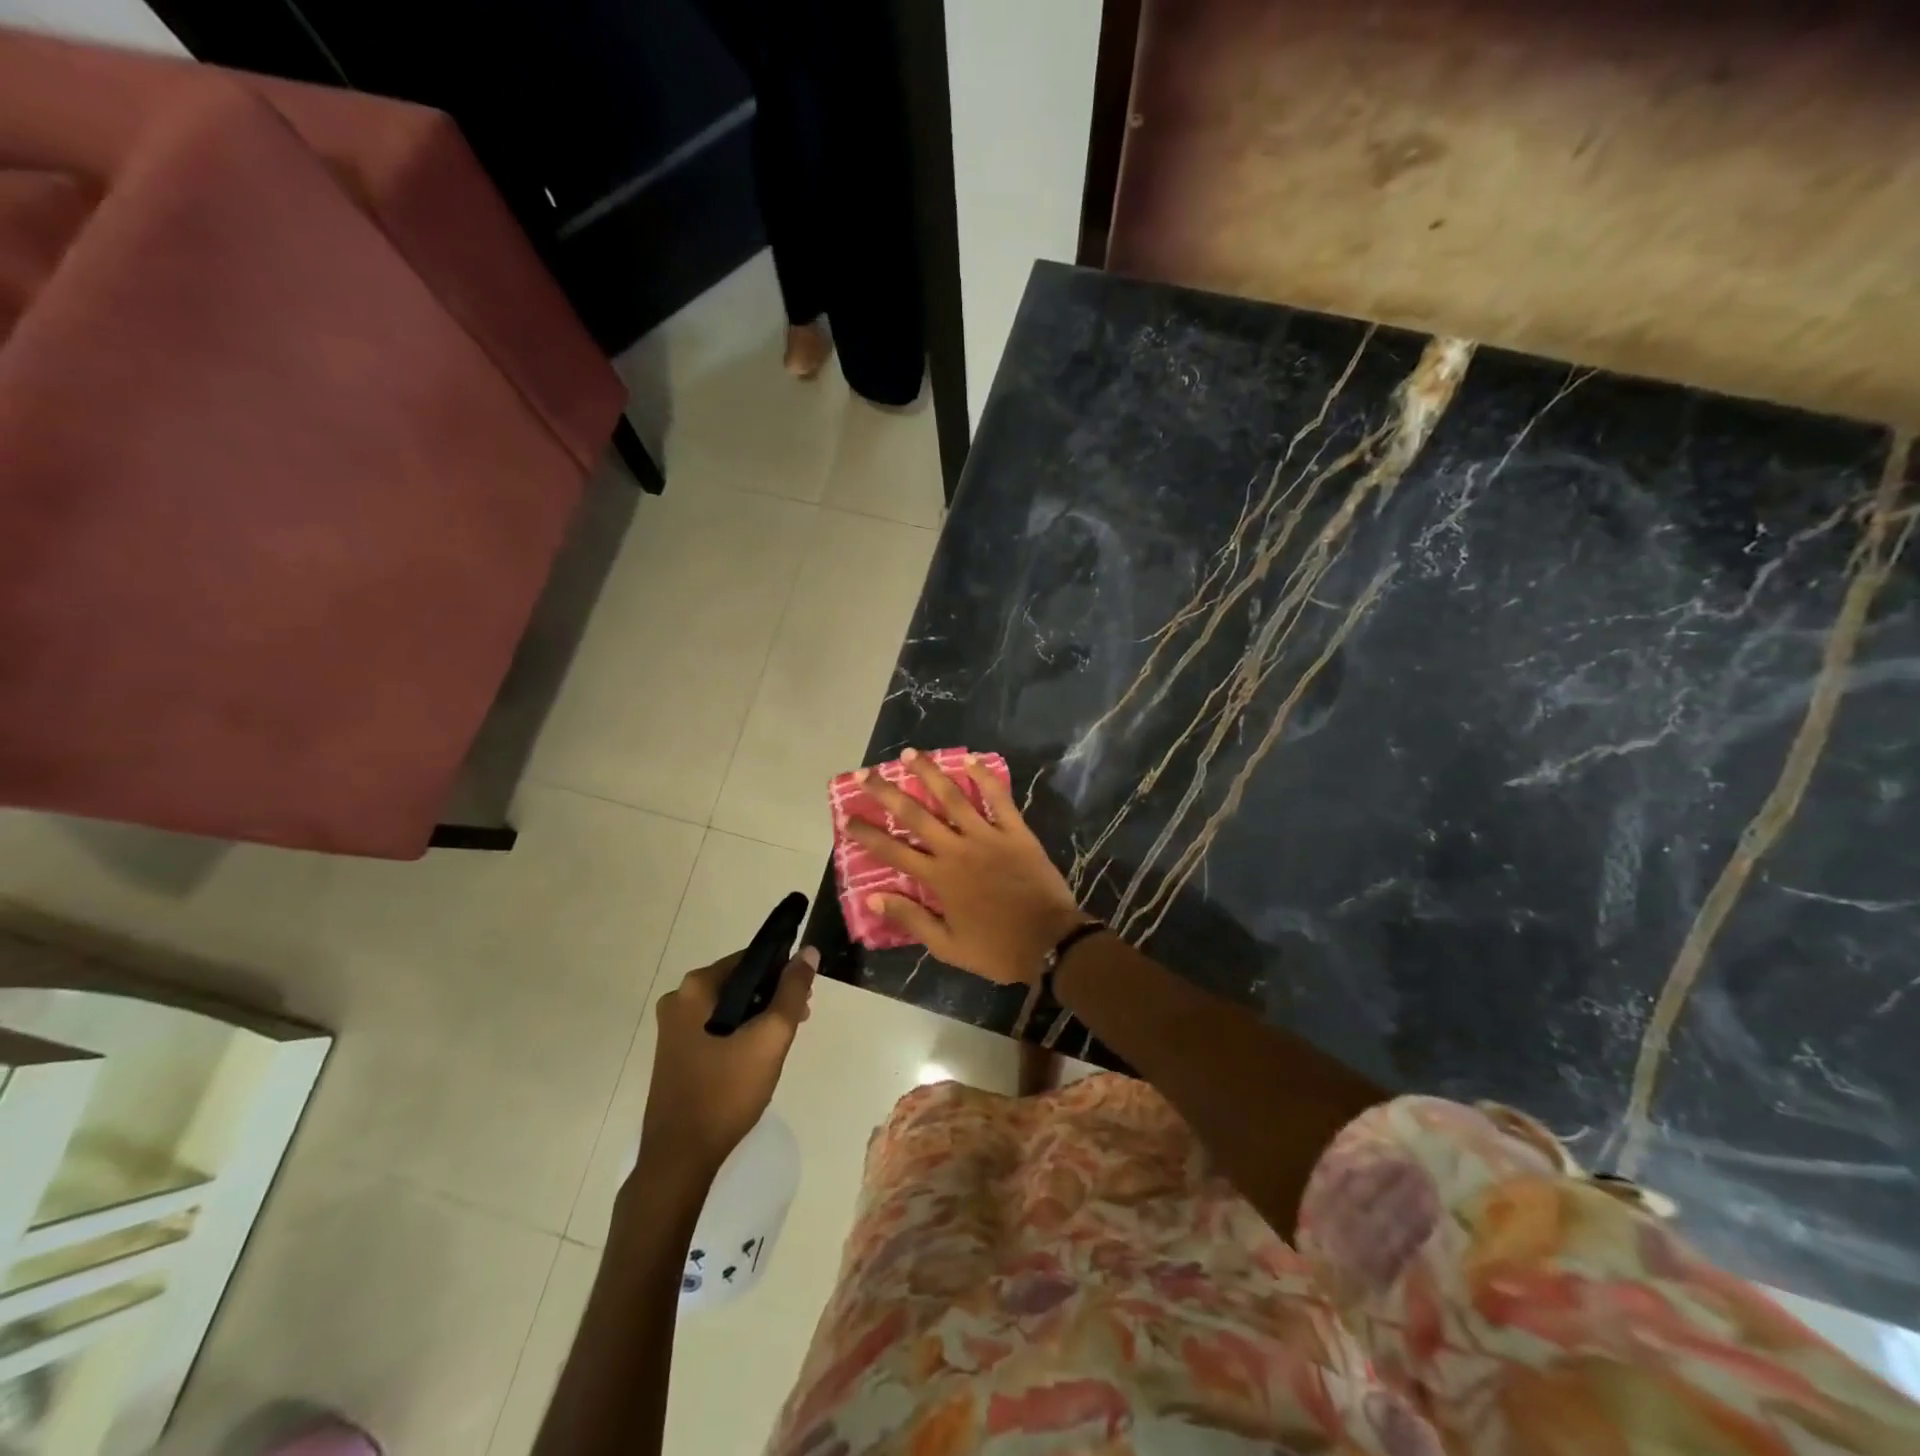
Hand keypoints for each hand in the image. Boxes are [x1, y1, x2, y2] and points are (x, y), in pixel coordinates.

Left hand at [637, 947, 816, 1179]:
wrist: (680, 1159)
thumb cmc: (726, 1092)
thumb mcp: (770, 1038)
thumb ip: (793, 991)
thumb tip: (809, 952)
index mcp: (695, 988)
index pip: (750, 959)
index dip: (782, 971)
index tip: (804, 995)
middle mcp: (678, 1000)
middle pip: (739, 982)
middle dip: (772, 996)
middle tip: (799, 1020)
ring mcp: (672, 1029)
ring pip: (729, 1007)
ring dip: (759, 1016)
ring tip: (782, 1041)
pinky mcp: (675, 1053)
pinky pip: (716, 1028)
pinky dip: (739, 1033)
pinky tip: (757, 1057)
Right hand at [846, 749, 1090, 983]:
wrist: (1050, 943)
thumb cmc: (997, 949)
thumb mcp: (947, 946)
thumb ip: (911, 919)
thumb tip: (873, 897)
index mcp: (939, 878)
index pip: (893, 851)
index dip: (868, 834)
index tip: (847, 817)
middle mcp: (957, 850)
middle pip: (916, 815)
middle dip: (888, 793)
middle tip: (866, 774)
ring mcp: (988, 837)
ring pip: (953, 798)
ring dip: (930, 774)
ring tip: (910, 754)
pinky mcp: (1016, 832)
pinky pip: (999, 799)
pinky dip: (985, 778)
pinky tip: (971, 760)